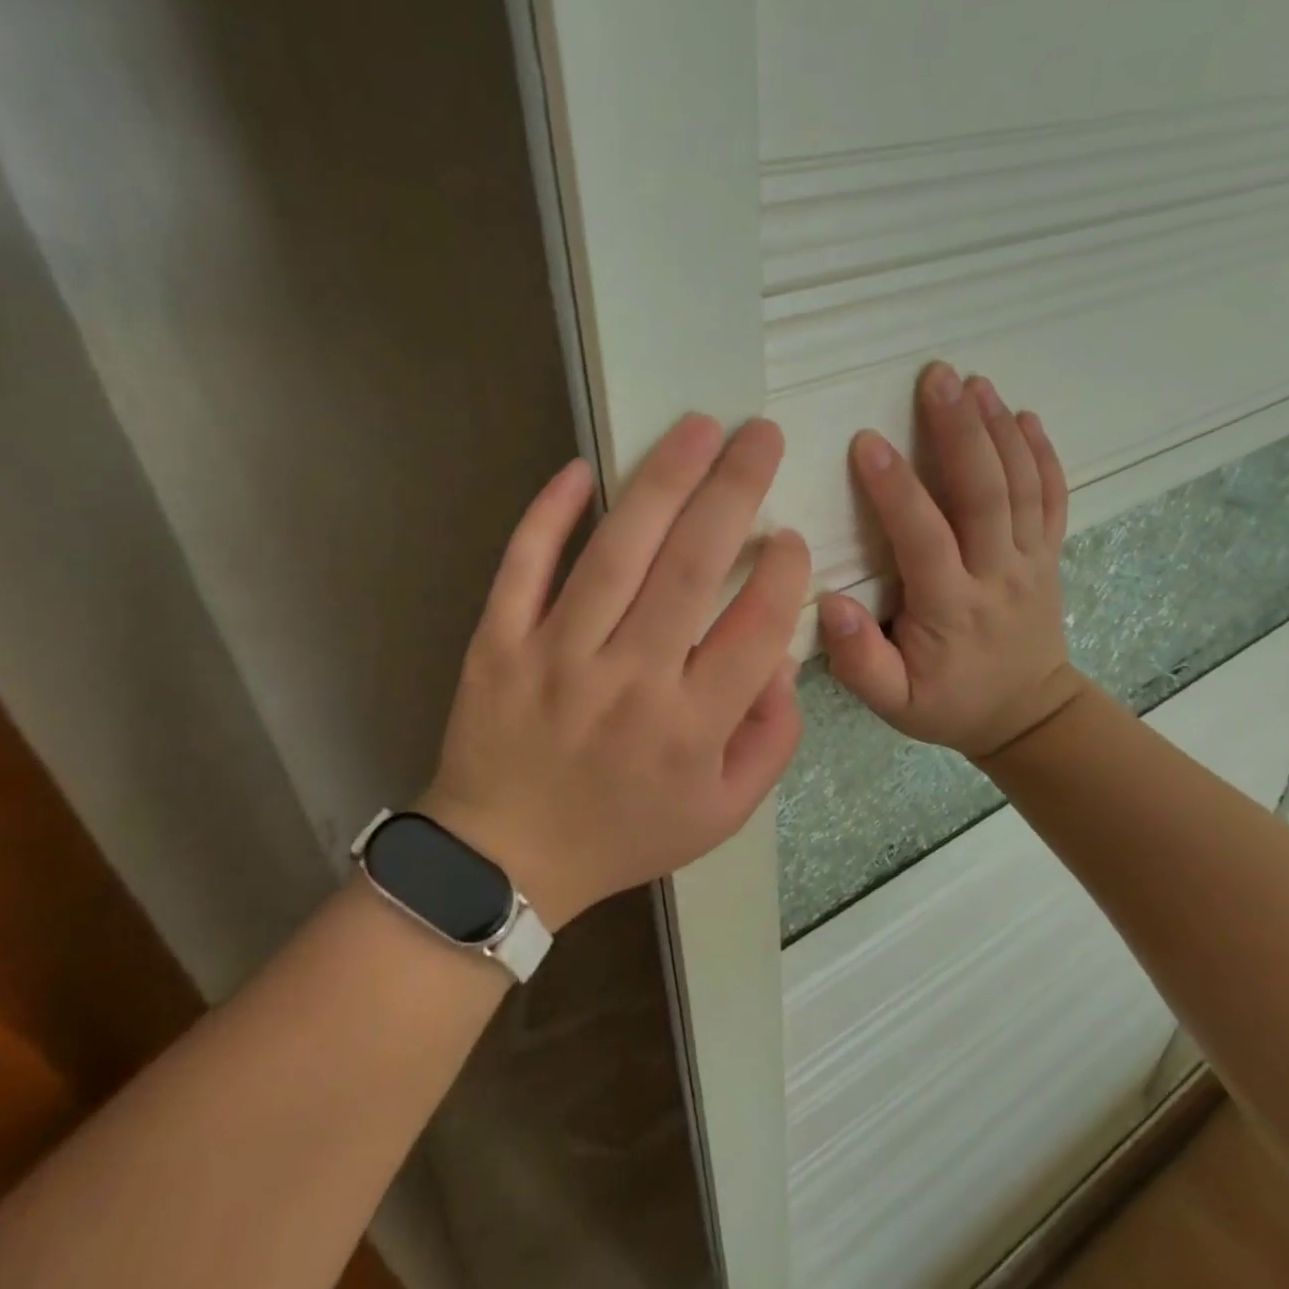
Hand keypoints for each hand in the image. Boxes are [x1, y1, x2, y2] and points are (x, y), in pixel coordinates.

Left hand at [426, 416, 810, 927]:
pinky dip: (548, 514)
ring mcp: (556, 656)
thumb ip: (772, 739)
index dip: (784, 573)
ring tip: (699, 429)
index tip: (791, 535)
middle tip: (760, 435)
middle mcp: (629, 681)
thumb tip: (782, 656)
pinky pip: (522, 567)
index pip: (755, 629)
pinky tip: (580, 469)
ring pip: (616, 552)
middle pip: (691, 568)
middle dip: (734, 491)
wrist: (505, 859)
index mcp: (690, 727)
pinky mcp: (498, 642)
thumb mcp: (722, 813)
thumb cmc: (623, 833)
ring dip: (662, 482)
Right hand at [819, 362, 1085, 761]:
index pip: (925, 538)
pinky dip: (1042, 455)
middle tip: (937, 378)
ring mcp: (1030, 561)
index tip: (868, 442)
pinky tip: (1025, 416)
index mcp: (952, 607)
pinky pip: (1051, 498)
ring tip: (974, 382)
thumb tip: (830, 603)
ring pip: (1020, 486)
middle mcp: (997, 574)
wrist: (1028, 717)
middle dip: (960, 431)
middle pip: (984, 494)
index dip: (897, 490)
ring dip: (998, 429)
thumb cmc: (948, 703)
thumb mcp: (893, 703)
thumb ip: (860, 660)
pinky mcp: (1048, 555)